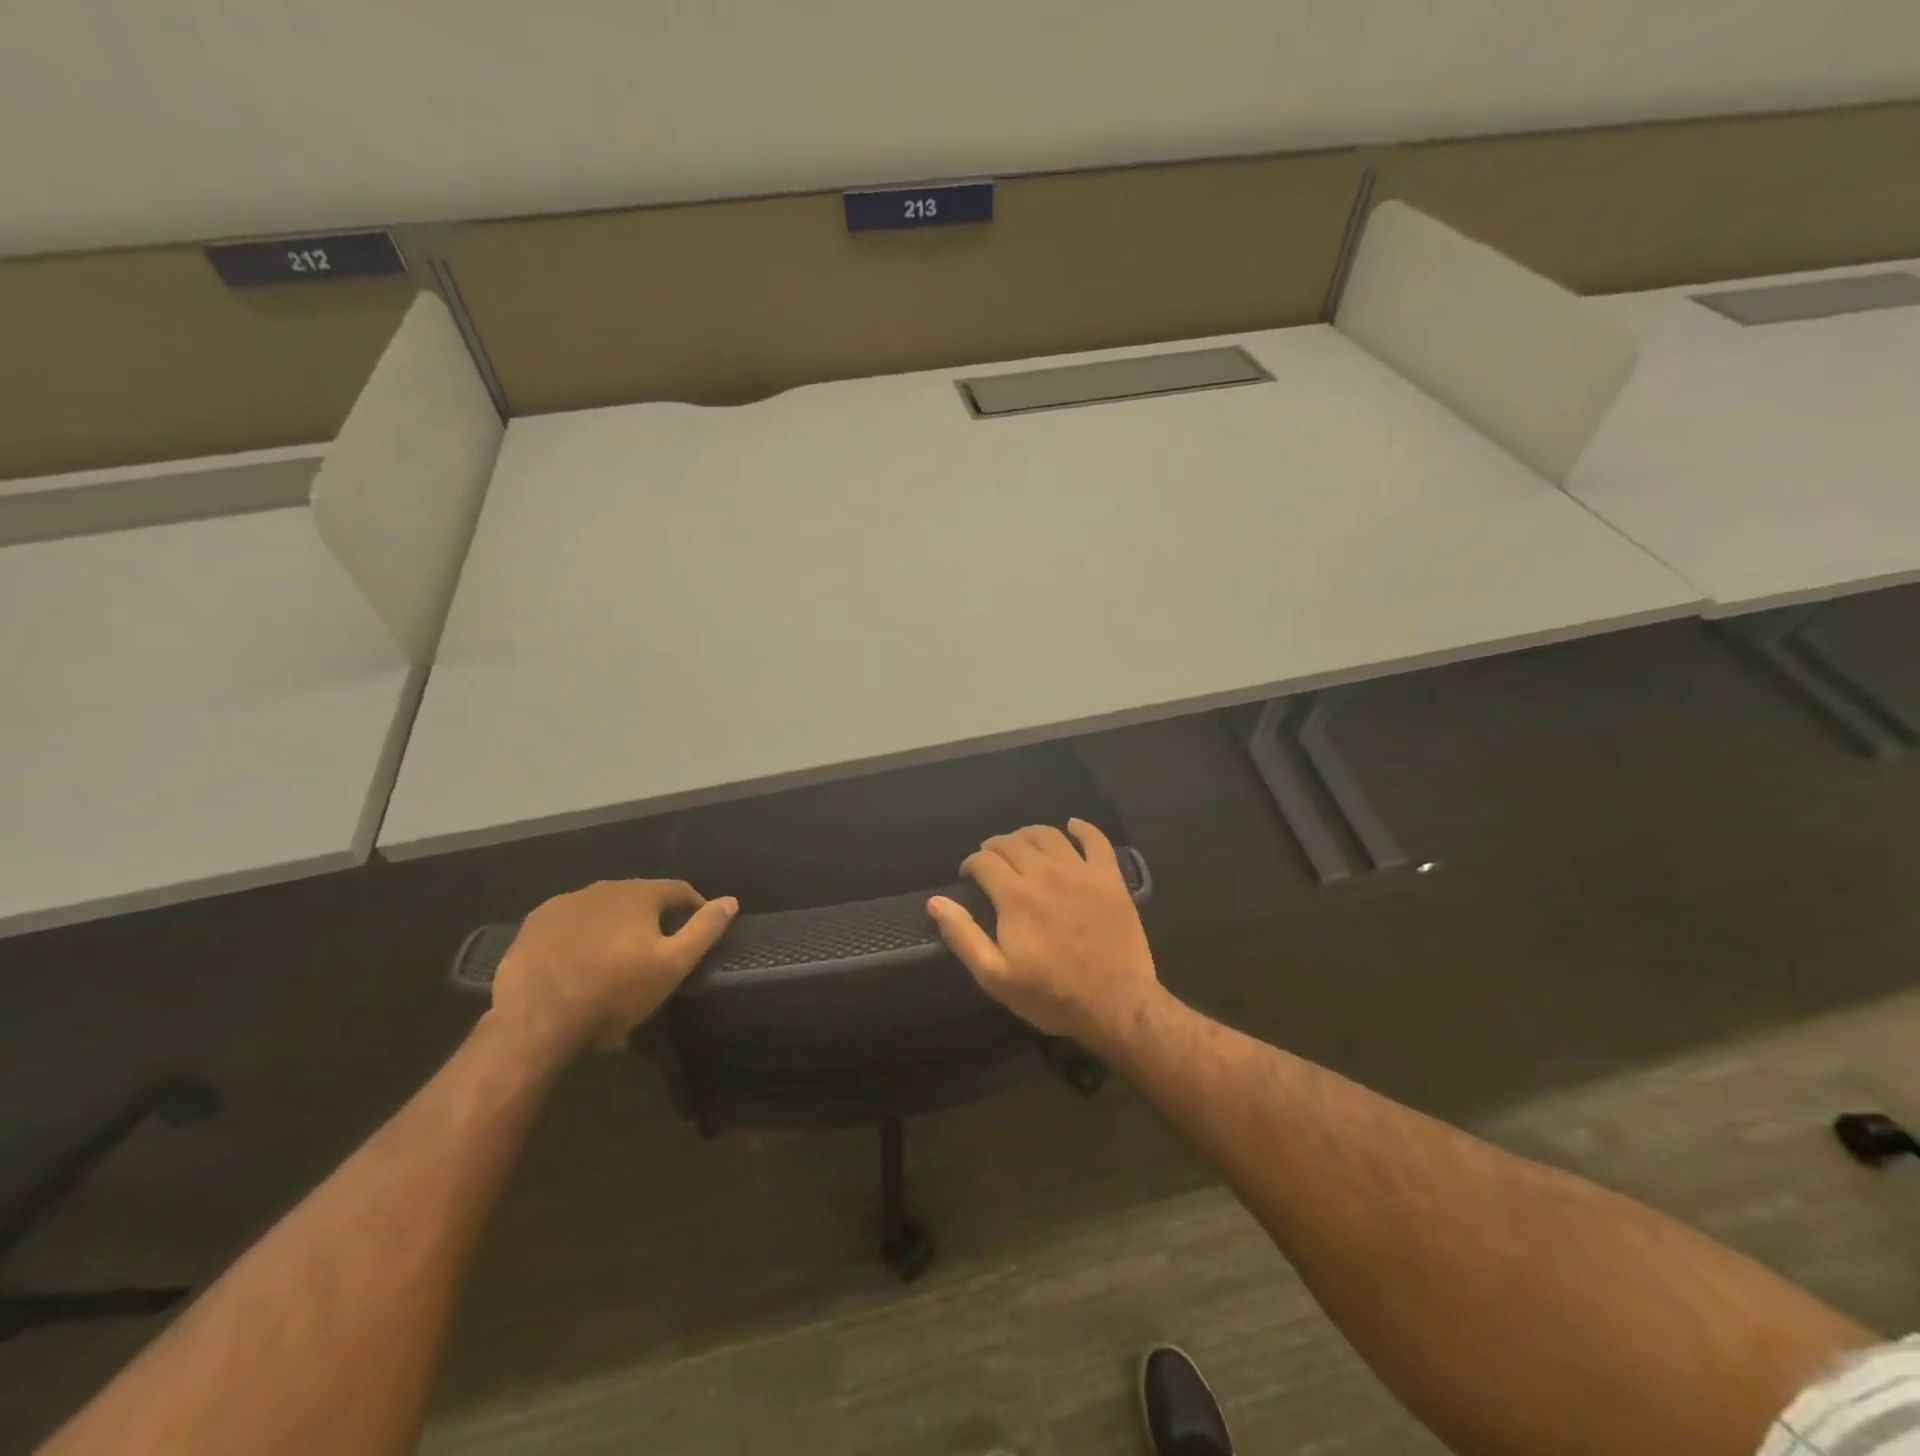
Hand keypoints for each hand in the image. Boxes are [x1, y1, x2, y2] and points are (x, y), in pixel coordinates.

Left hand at [490, 879, 737, 1060]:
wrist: (536, 1020)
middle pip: (639, 896)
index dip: (693, 907)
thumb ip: (704, 930)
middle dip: (652, 916)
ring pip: (603, 908)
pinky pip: (571, 921)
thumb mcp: (672, 966)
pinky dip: (582, 933)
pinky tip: (580, 959)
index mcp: (640, 893)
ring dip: (615, 923)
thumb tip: (731, 900)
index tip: (698, 929)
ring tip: (617, 956)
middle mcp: (603, 887)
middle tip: (657, 948)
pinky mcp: (535, 924)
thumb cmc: (615, 992)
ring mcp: (565, 903)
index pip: (678, 890)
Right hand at [927, 819, 1159, 1046]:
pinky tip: (1072, 827)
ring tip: (1022, 844)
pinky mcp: (1109, 877)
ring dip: (1028, 834)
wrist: (1115, 1004)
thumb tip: (935, 901)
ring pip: (1049, 835)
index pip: (984, 861)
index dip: (971, 864)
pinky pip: (1095, 840)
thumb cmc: (1051, 995)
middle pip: (1013, 842)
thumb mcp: (995, 976)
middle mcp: (1045, 873)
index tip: (969, 876)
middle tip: (991, 860)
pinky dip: (1081, 828)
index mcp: (1015, 896)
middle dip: (995, 846)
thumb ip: (963, 935)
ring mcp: (1080, 872)